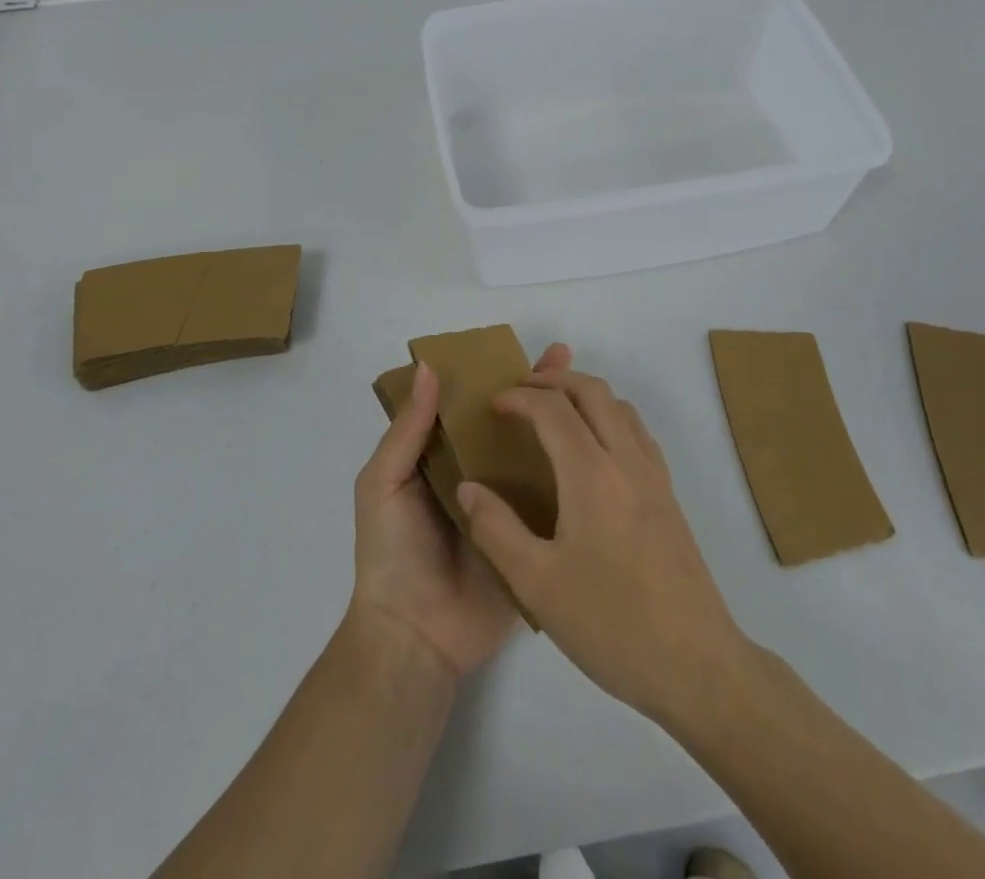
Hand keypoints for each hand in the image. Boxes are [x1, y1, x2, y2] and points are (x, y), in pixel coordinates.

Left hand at [348, 344, 572, 678]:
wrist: (416, 637)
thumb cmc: (391, 552)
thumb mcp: (383, 484)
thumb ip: (406, 431)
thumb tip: (428, 368)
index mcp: (440, 457)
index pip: (468, 404)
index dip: (491, 374)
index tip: (518, 348)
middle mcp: (476, 473)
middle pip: (508, 422)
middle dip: (533, 390)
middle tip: (565, 357)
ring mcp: (507, 504)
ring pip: (534, 453)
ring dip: (558, 423)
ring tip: (590, 394)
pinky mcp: (530, 535)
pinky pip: (552, 499)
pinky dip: (573, 474)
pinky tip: (601, 449)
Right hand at [455, 366, 747, 726]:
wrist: (696, 664)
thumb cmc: (611, 624)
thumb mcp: (537, 584)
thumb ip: (496, 529)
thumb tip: (468, 487)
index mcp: (591, 474)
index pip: (552, 408)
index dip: (519, 397)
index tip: (493, 406)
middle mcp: (626, 460)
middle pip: (592, 390)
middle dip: (553, 380)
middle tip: (521, 394)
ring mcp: (654, 475)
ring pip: (620, 405)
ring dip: (584, 394)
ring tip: (553, 414)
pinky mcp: (669, 495)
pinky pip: (637, 431)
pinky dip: (609, 416)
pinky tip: (593, 451)